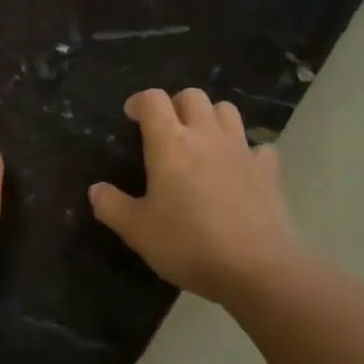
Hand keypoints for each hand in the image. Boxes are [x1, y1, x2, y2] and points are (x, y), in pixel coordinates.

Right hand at [90, 87, 300, 305]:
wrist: (254, 268)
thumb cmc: (187, 244)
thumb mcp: (137, 231)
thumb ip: (111, 206)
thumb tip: (96, 190)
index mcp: (170, 143)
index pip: (153, 100)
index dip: (139, 102)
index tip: (131, 117)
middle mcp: (206, 136)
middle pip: (193, 96)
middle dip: (176, 105)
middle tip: (166, 130)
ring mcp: (241, 150)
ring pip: (227, 110)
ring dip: (211, 117)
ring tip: (201, 142)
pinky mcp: (268, 170)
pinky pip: (257, 146)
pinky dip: (246, 150)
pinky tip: (238, 169)